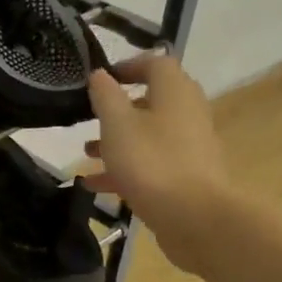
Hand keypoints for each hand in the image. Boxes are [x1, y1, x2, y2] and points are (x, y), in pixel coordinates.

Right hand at [85, 55, 233, 273]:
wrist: (194, 217)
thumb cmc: (152, 163)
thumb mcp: (117, 124)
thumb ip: (105, 96)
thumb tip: (100, 74)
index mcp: (175, 92)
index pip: (155, 63)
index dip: (128, 66)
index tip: (102, 79)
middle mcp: (187, 113)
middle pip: (152, 101)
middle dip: (119, 109)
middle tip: (92, 117)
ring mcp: (189, 147)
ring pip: (149, 135)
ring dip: (118, 141)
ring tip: (87, 153)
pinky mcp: (186, 176)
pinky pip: (152, 163)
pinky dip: (126, 168)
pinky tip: (96, 185)